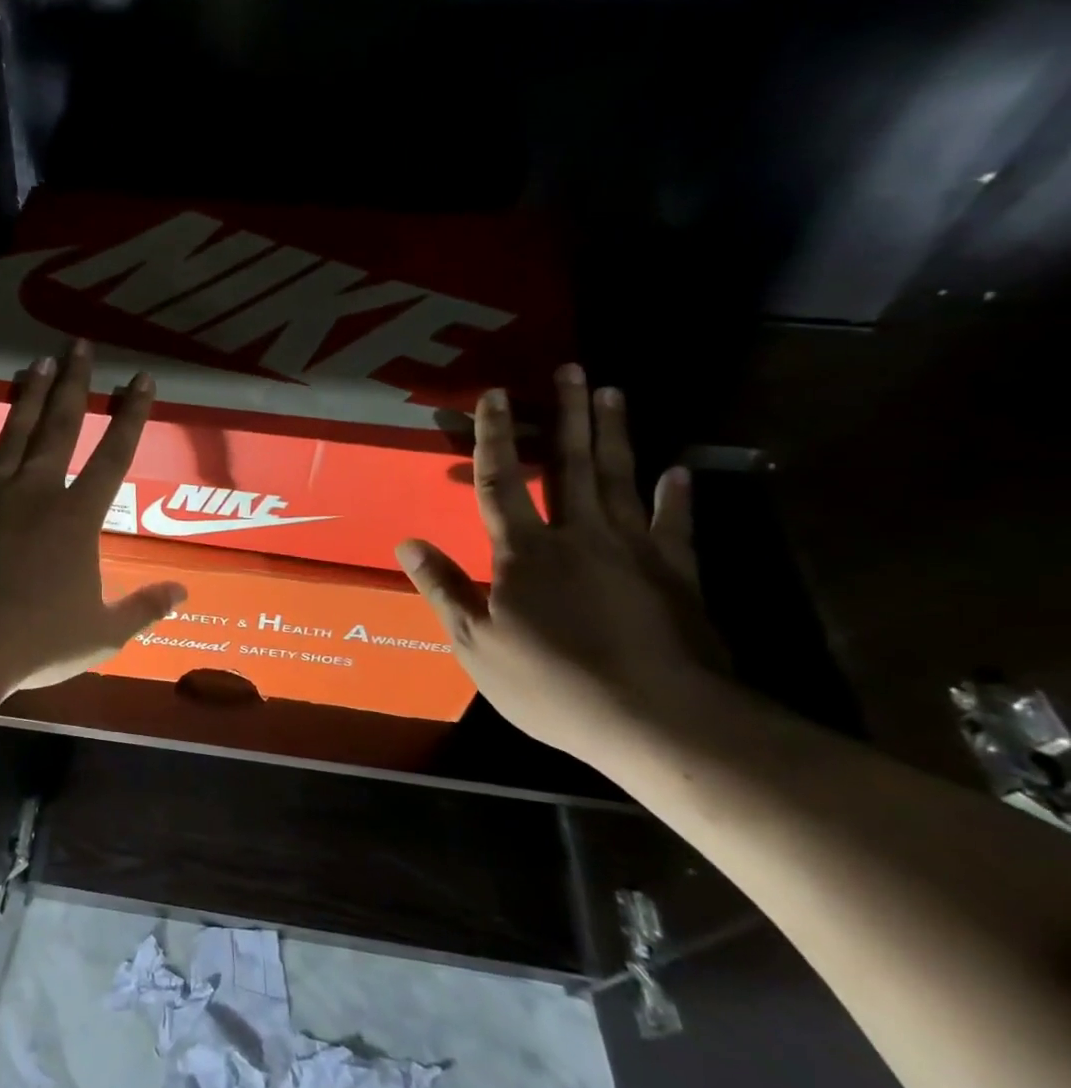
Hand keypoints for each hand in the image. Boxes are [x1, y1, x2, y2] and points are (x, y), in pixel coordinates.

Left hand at [0, 342, 186, 690]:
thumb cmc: (35, 641)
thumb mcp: (101, 634)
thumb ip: (144, 608)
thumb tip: (183, 591)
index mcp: (77, 518)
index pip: (114, 456)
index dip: (131, 416)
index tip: (142, 379)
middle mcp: (36, 493)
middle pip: (59, 428)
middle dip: (74, 385)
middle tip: (79, 345)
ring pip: (13, 435)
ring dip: (28, 398)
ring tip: (38, 362)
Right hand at [396, 364, 724, 757]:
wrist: (659, 718)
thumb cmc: (553, 683)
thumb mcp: (477, 644)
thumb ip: (444, 588)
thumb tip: (407, 543)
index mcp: (526, 552)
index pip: (501, 482)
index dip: (494, 436)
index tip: (494, 393)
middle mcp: (580, 536)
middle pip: (570, 463)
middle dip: (566, 414)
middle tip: (570, 369)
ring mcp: (635, 550)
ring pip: (620, 478)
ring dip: (615, 433)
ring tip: (612, 393)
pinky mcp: (677, 573)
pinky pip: (676, 523)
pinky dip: (677, 495)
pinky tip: (680, 470)